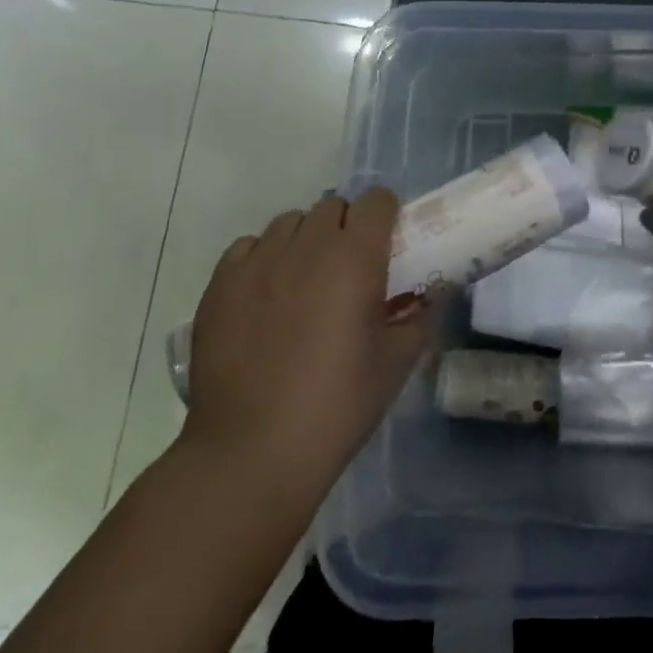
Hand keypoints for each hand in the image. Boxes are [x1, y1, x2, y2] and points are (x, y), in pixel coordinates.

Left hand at [177, 191, 435, 498]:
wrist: (252, 452)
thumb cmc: (337, 405)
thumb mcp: (397, 362)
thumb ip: (420, 315)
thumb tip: (432, 292)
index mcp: (356, 256)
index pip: (376, 200)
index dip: (385, 216)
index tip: (387, 244)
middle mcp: (308, 244)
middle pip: (333, 206)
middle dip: (346, 226)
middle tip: (349, 269)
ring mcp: (259, 261)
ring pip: (289, 223)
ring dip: (305, 239)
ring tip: (304, 281)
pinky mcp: (221, 283)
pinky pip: (249, 247)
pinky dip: (263, 258)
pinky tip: (266, 295)